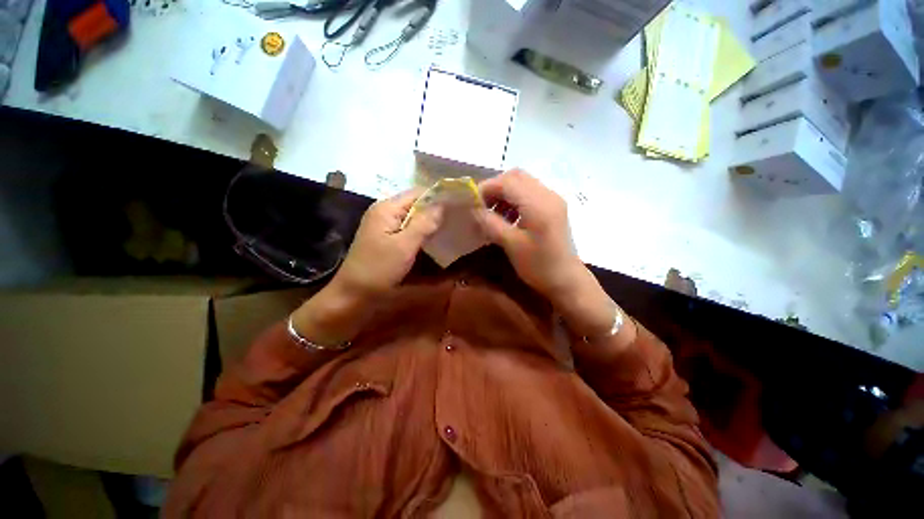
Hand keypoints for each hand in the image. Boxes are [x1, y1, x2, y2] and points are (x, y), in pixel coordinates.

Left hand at [291, 188, 441, 347]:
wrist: (353, 294)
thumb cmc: (378, 269)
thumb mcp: (404, 246)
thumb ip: (424, 224)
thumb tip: (442, 204)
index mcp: (387, 208)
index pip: (418, 193)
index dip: (438, 197)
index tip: (458, 205)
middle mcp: (384, 211)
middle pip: (415, 203)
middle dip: (436, 210)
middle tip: (457, 218)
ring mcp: (384, 224)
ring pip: (413, 216)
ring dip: (430, 221)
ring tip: (450, 226)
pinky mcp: (385, 237)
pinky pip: (408, 228)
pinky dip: (421, 231)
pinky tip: (433, 237)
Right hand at [478, 170, 582, 297]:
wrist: (566, 280)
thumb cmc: (538, 265)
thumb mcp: (511, 245)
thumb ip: (491, 223)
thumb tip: (474, 209)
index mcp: (538, 203)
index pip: (508, 182)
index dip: (487, 188)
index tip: (472, 202)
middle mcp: (548, 194)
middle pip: (516, 176)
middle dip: (495, 187)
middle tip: (482, 205)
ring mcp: (552, 199)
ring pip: (523, 183)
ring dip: (505, 193)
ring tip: (493, 212)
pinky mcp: (553, 207)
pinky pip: (530, 193)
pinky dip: (515, 199)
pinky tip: (508, 217)